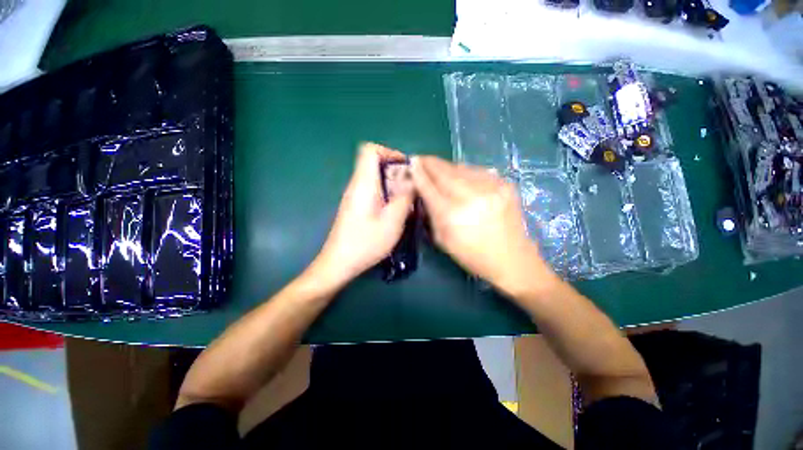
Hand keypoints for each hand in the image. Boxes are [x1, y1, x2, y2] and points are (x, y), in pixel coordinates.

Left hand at [311, 143, 412, 286]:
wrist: (339, 263)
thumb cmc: (365, 243)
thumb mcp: (392, 222)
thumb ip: (404, 198)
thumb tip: (412, 181)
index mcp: (363, 184)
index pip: (370, 150)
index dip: (389, 152)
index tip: (405, 167)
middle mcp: (356, 185)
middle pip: (375, 164)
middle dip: (396, 172)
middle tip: (411, 189)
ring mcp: (354, 196)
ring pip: (375, 178)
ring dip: (393, 185)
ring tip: (406, 202)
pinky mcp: (355, 206)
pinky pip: (373, 191)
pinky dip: (386, 195)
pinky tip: (394, 212)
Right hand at [411, 156, 553, 294]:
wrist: (512, 259)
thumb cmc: (471, 255)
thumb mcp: (442, 239)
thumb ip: (431, 213)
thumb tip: (424, 191)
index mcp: (452, 215)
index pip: (429, 187)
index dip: (419, 173)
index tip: (412, 162)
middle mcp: (470, 197)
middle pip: (445, 172)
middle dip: (430, 163)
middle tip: (422, 159)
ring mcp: (490, 188)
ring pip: (461, 168)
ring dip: (447, 166)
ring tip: (438, 167)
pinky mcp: (505, 185)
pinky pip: (478, 171)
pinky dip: (465, 171)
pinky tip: (460, 175)